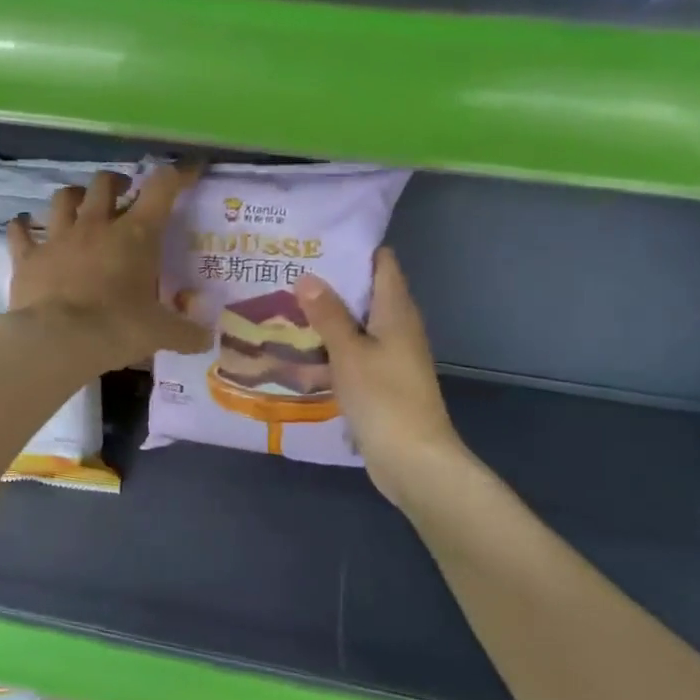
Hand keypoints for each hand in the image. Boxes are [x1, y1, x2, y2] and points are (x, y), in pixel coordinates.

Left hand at [8, 164, 210, 372]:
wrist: (58, 340)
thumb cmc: (117, 328)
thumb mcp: (160, 333)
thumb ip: (186, 333)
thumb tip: (207, 339)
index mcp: (135, 235)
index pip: (162, 188)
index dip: (178, 174)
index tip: (188, 171)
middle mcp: (96, 226)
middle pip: (104, 183)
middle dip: (116, 181)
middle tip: (123, 192)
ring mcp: (58, 238)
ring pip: (63, 198)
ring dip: (73, 196)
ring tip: (79, 204)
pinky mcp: (28, 256)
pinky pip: (19, 231)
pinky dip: (22, 227)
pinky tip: (22, 227)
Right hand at [295, 248, 467, 509]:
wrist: (412, 459)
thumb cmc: (384, 398)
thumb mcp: (349, 352)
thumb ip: (328, 315)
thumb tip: (307, 276)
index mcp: (397, 311)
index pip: (382, 263)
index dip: (354, 248)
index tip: (316, 240)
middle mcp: (398, 327)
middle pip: (367, 291)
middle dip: (332, 280)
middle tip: (289, 270)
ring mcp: (391, 356)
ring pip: (357, 323)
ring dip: (328, 315)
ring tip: (286, 303)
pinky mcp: (381, 380)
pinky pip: (354, 351)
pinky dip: (332, 344)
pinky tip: (301, 347)